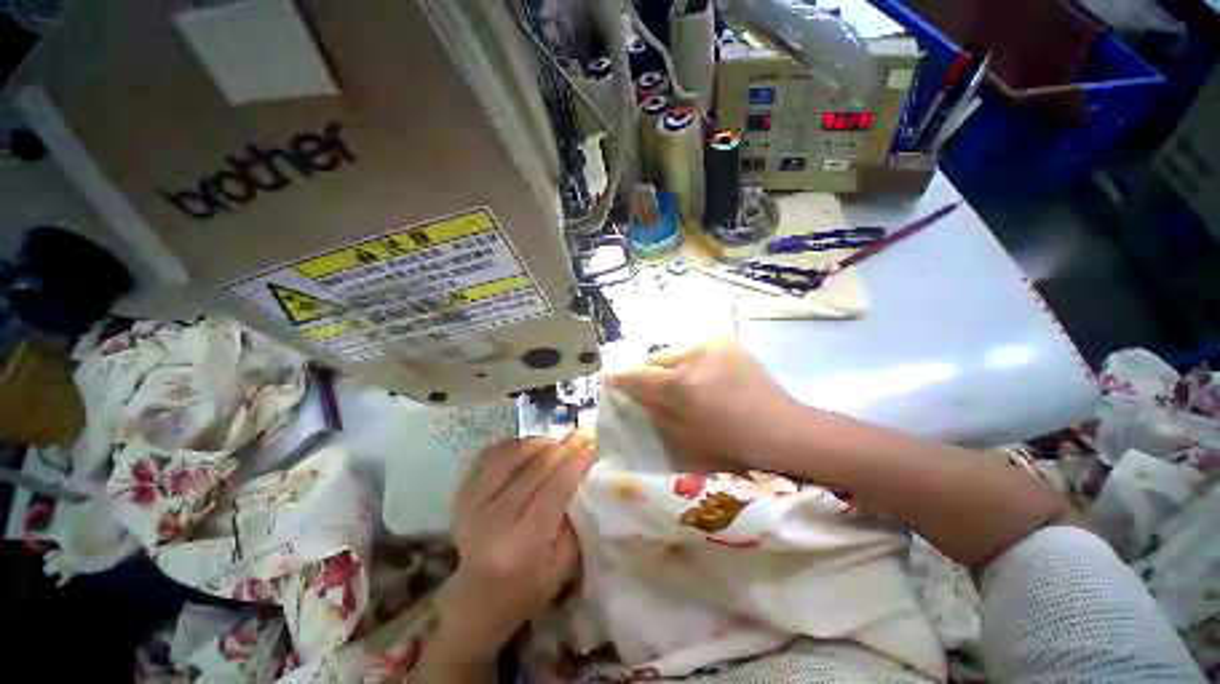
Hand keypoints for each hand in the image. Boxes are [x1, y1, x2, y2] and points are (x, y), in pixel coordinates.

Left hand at [437, 436, 595, 664]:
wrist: (477, 598)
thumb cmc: (528, 586)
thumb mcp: (564, 564)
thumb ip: (575, 519)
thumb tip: (583, 475)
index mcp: (521, 545)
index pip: (554, 488)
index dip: (575, 463)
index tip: (592, 449)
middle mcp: (492, 520)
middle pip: (535, 468)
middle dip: (563, 448)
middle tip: (580, 438)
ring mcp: (471, 503)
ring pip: (511, 454)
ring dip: (539, 442)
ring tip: (556, 444)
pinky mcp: (461, 493)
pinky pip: (490, 455)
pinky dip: (513, 445)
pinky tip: (529, 448)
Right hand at [606, 338, 803, 468]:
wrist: (781, 428)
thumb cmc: (731, 442)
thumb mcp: (683, 435)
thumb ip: (653, 409)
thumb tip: (633, 392)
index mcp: (683, 384)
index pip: (639, 375)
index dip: (620, 377)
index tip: (608, 377)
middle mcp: (695, 355)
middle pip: (656, 359)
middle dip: (650, 373)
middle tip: (652, 388)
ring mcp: (714, 343)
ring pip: (675, 352)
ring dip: (671, 367)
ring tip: (683, 385)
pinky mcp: (727, 340)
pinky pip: (696, 350)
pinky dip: (691, 362)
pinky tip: (704, 377)